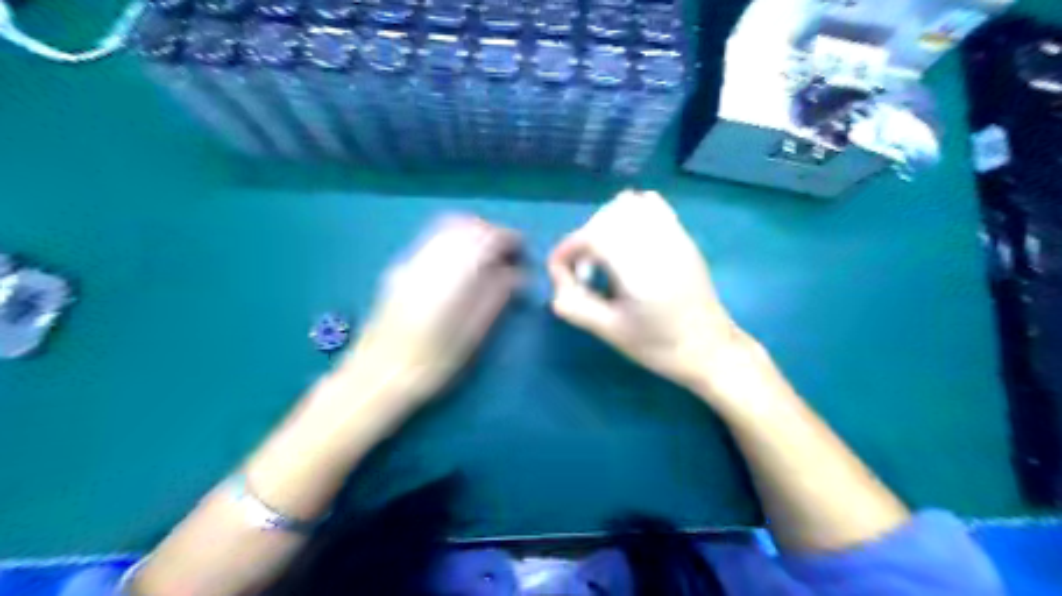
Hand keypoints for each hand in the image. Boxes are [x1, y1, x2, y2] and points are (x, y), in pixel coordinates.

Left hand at [340, 217, 520, 412]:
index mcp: (450, 276)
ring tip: (487, 260)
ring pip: (445, 229)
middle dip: (490, 233)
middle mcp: (428, 260)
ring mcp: (409, 262)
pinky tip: (461, 267)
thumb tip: (517, 274)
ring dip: (471, 236)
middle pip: (463, 225)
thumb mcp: (472, 336)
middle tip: (507, 255)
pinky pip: (432, 241)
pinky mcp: (399, 271)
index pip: (485, 238)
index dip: (508, 239)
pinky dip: (454, 243)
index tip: (523, 251)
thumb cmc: (431, 365)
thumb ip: (495, 298)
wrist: (375, 378)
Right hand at [552, 191, 749, 395]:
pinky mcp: (682, 236)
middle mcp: (656, 245)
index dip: (567, 249)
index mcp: (639, 271)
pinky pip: (652, 205)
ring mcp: (673, 236)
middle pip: (606, 217)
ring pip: (628, 204)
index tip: (559, 270)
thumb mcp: (609, 332)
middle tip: (585, 272)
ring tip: (605, 254)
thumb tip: (556, 279)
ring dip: (605, 223)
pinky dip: (630, 213)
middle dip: (584, 239)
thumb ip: (574, 305)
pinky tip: (628, 241)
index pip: (593, 236)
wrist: (709, 349)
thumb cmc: (659, 346)